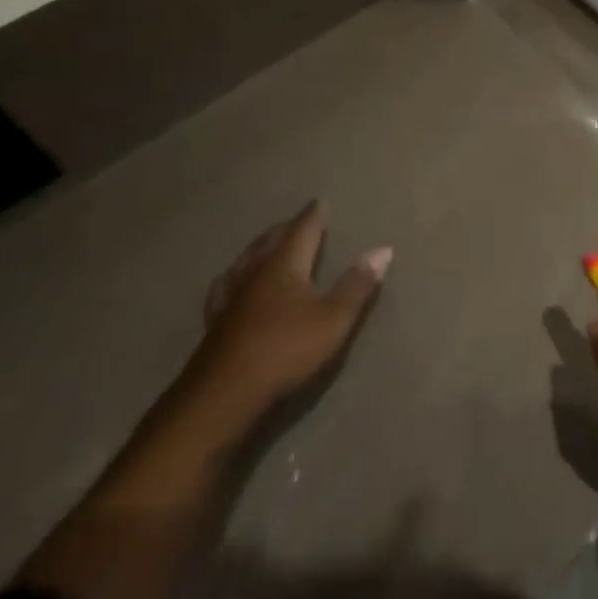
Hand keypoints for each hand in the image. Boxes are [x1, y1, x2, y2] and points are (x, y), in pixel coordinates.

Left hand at [188, 204, 391, 417]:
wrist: (222, 397)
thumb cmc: (285, 351)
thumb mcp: (333, 319)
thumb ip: (357, 285)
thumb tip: (383, 249)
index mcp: (284, 265)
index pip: (302, 230)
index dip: (313, 216)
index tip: (319, 201)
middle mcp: (254, 273)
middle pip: (270, 241)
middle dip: (285, 228)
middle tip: (297, 221)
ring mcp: (230, 299)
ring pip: (244, 261)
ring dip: (259, 249)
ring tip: (265, 245)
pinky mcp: (214, 324)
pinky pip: (225, 287)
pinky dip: (234, 277)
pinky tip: (231, 285)